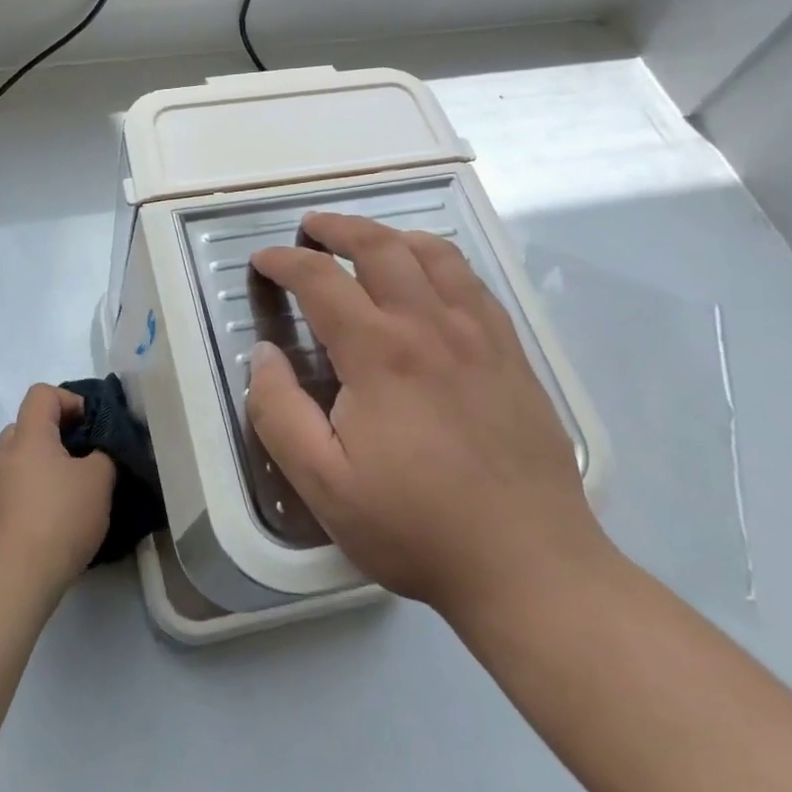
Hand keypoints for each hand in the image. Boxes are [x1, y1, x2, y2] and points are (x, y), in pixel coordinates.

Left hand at [0, 384, 115, 597]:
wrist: (14, 580)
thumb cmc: (59, 518)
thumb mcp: (99, 480)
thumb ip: (103, 455)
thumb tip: (98, 453)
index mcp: (29, 436)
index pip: (42, 394)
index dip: (70, 400)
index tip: (92, 425)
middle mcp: (5, 455)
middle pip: (28, 426)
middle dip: (57, 435)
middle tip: (83, 457)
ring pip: (21, 462)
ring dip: (45, 468)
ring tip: (72, 494)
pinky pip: (15, 493)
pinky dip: (34, 496)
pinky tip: (55, 523)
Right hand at [246, 213, 607, 616]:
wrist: (529, 565)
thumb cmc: (415, 526)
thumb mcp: (323, 483)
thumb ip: (279, 411)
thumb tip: (263, 354)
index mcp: (379, 353)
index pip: (321, 279)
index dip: (285, 261)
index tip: (264, 260)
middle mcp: (430, 325)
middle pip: (380, 246)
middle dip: (338, 227)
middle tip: (311, 228)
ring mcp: (479, 334)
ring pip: (434, 253)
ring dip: (391, 235)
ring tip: (367, 241)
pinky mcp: (512, 352)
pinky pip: (473, 282)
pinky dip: (440, 260)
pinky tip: (430, 278)